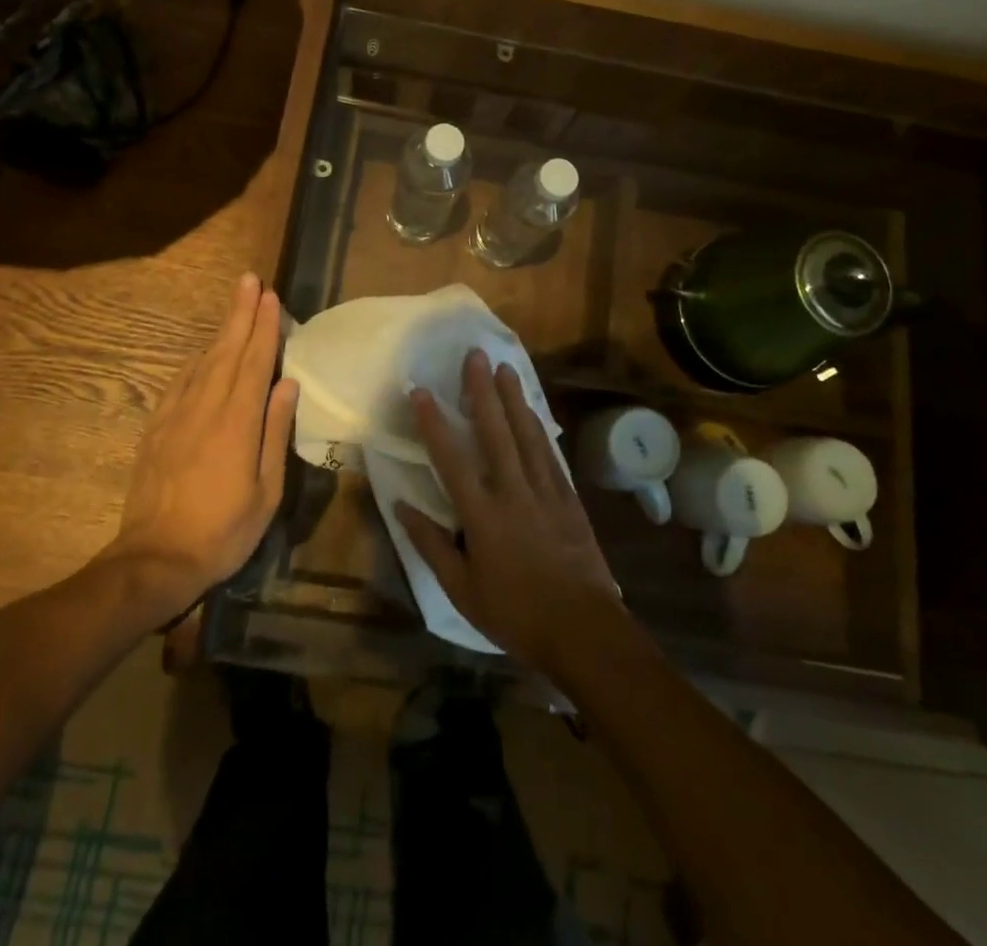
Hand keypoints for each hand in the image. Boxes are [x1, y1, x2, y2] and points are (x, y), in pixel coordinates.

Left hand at [109, 272, 298, 612]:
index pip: (255, 362)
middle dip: (240, 313)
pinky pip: (179, 382)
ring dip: (220, 331)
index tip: (270, 297)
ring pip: (203, 361)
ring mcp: (177, 416)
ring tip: (234, 306)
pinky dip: (195, 360)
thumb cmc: (224, 530)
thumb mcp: (266, 490)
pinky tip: (202, 353)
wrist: (156, 559)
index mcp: (238, 422)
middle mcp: (206, 407)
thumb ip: (275, 432)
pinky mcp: (157, 429)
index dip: (265, 327)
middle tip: (249, 280)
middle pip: (227, 350)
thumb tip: (287, 385)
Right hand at [396, 350, 620, 674]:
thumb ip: (432, 545)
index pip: (451, 459)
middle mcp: (513, 491)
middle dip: (482, 391)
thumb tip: (403, 508)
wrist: (583, 630)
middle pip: (495, 431)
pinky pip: (549, 454)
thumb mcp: (462, 590)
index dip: (433, 423)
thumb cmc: (515, 614)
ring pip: (526, 434)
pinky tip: (533, 412)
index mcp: (482, 514)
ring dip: (513, 399)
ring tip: (504, 368)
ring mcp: (545, 491)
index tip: (420, 391)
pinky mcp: (569, 499)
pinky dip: (539, 428)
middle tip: (475, 355)